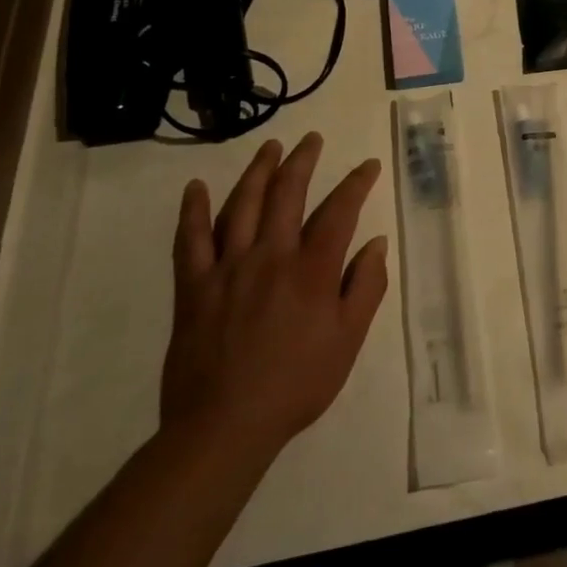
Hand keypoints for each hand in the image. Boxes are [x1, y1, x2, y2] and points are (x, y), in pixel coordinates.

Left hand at [161, 133, 389, 466]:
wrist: (225, 427)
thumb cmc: (296, 384)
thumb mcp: (348, 340)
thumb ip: (366, 287)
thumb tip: (376, 243)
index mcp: (312, 270)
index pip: (340, 211)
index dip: (356, 183)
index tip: (368, 166)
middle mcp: (271, 256)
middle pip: (288, 193)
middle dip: (303, 161)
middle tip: (311, 139)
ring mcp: (228, 267)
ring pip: (242, 204)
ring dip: (258, 171)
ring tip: (270, 146)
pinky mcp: (193, 286)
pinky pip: (190, 240)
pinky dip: (192, 211)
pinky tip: (196, 187)